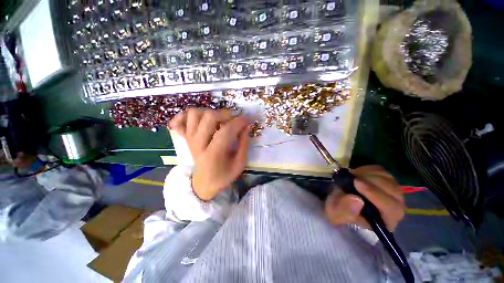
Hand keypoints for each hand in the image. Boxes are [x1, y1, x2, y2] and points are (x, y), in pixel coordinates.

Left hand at [169, 109, 249, 200]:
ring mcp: (189, 139)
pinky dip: (185, 115)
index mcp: (213, 154)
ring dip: (208, 113)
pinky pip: (178, 120)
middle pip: (209, 117)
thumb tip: (245, 127)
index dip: (238, 122)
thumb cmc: (224, 175)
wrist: (204, 183)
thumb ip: (243, 144)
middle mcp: (198, 144)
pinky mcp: (184, 138)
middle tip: (233, 119)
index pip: (226, 131)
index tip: (247, 119)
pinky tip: (198, 120)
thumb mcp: (239, 163)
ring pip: (194, 114)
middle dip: (225, 114)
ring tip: (218, 120)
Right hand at [324, 165, 404, 230]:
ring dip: (367, 175)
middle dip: (370, 182)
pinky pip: (380, 171)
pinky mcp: (384, 180)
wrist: (337, 200)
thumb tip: (356, 200)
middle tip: (351, 178)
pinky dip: (366, 170)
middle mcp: (395, 207)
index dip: (375, 194)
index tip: (356, 183)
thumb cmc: (338, 211)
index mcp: (386, 221)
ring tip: (351, 178)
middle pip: (393, 191)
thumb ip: (345, 210)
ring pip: (387, 178)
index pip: (391, 208)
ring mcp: (391, 191)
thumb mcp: (336, 214)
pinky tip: (356, 175)